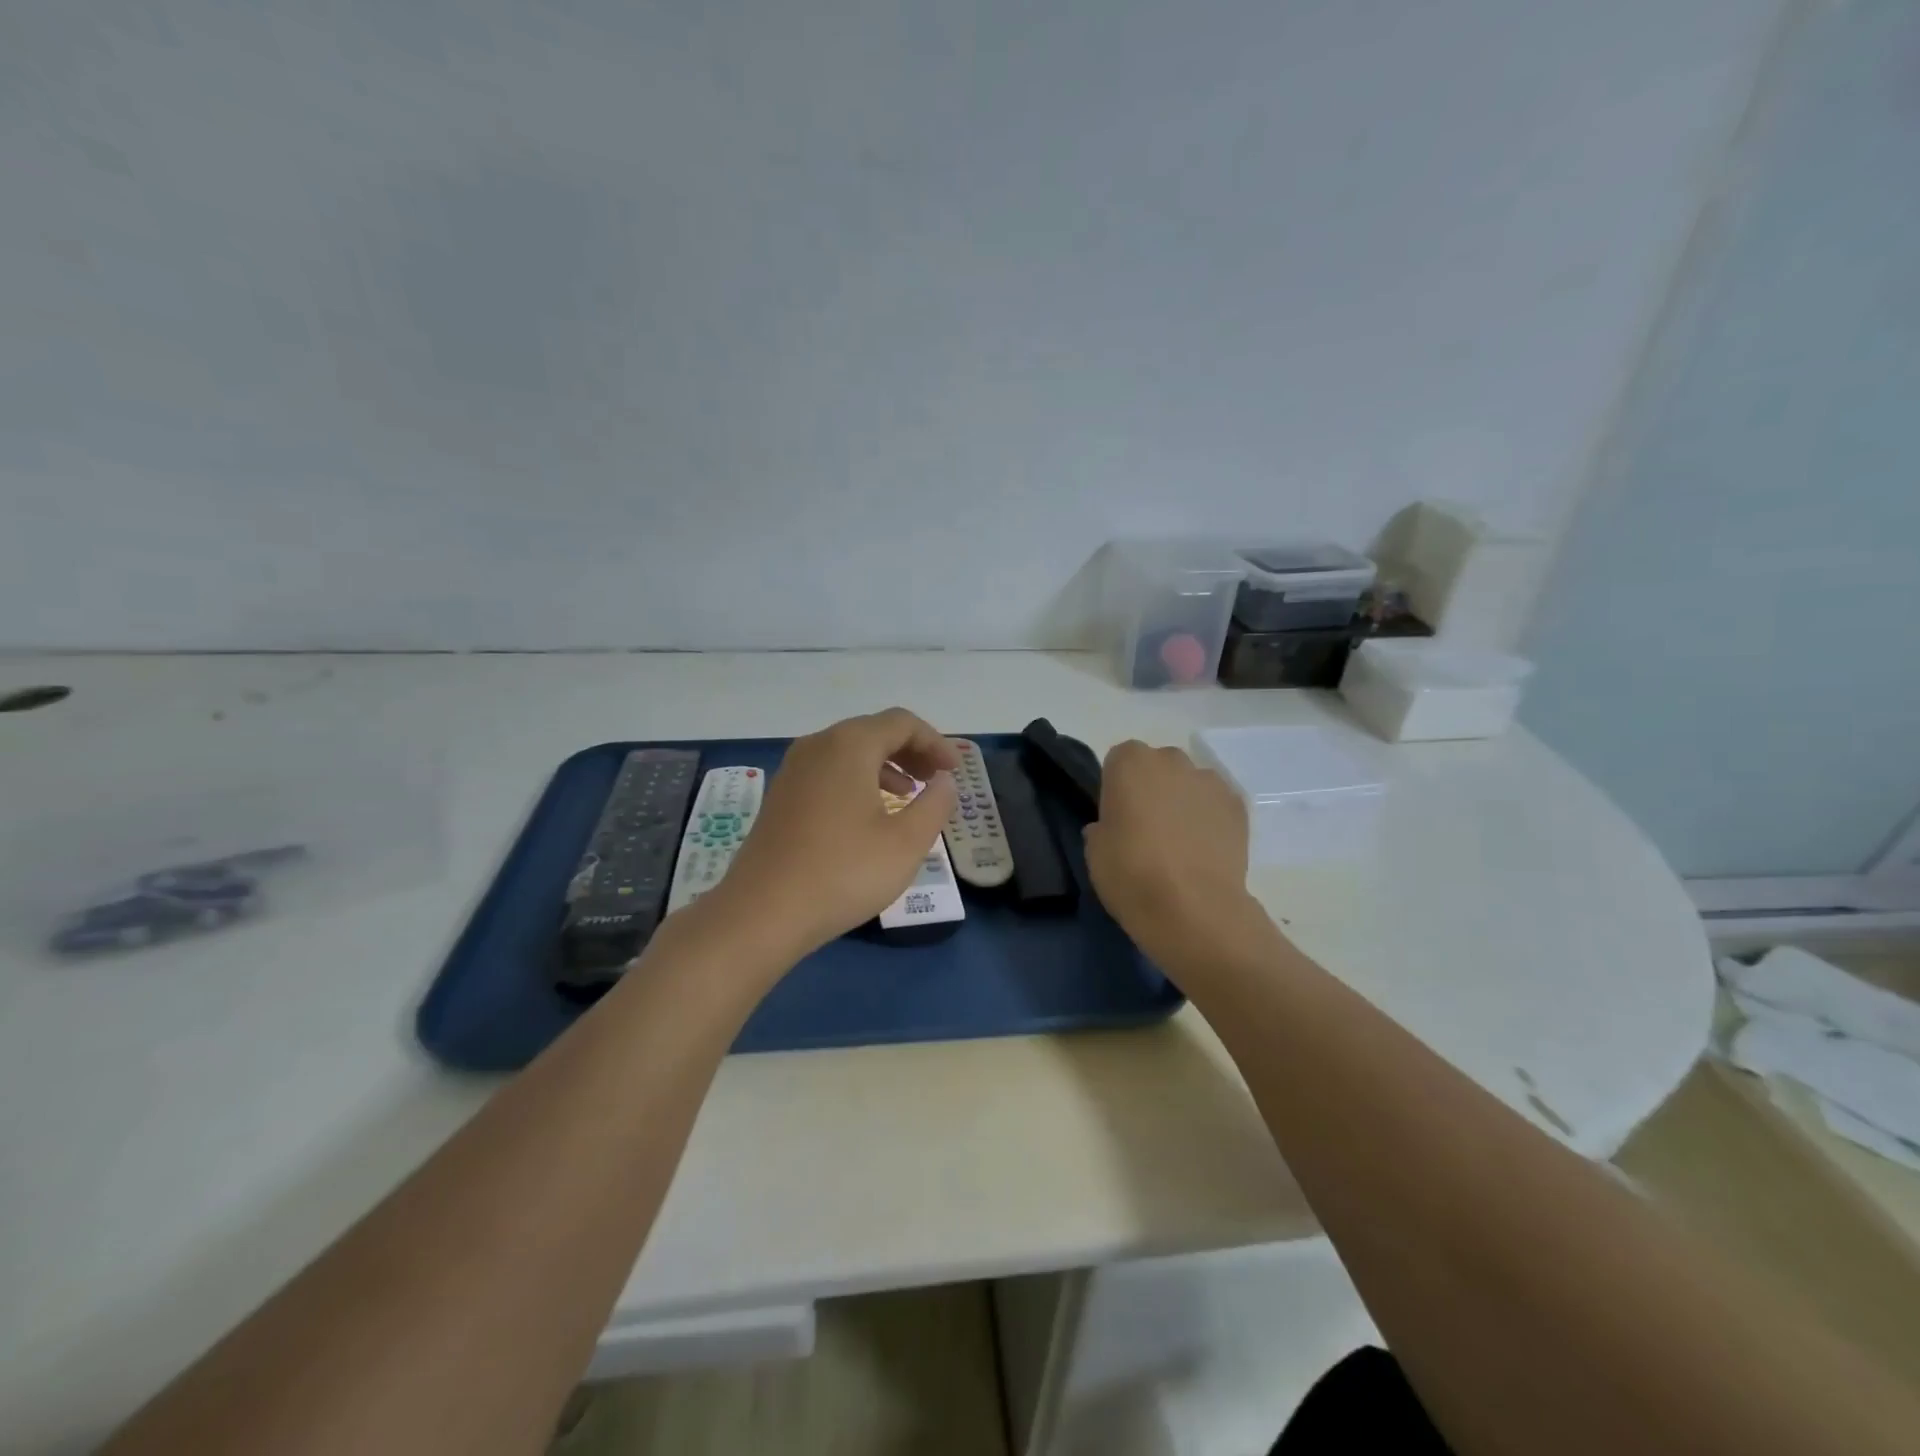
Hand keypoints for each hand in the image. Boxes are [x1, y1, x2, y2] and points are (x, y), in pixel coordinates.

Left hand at [714, 708, 960, 958]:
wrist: (762, 912)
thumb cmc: (844, 872)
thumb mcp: (907, 842)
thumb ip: (935, 804)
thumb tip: (944, 781)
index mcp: (849, 745)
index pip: (902, 723)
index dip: (935, 742)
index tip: (955, 771)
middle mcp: (817, 746)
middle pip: (873, 731)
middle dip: (911, 751)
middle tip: (936, 780)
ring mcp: (793, 770)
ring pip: (849, 752)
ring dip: (885, 766)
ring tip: (908, 796)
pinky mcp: (781, 796)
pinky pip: (829, 772)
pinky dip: (858, 781)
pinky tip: (869, 815)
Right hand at [1083, 741, 1260, 971]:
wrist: (1194, 909)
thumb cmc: (1132, 874)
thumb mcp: (1094, 851)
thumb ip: (1103, 826)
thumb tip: (1114, 826)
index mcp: (1130, 763)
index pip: (1119, 761)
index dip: (1117, 789)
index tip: (1117, 818)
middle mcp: (1172, 760)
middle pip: (1158, 767)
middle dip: (1153, 789)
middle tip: (1147, 830)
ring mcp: (1210, 781)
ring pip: (1190, 785)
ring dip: (1183, 803)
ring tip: (1181, 845)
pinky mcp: (1239, 806)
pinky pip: (1216, 805)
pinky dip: (1211, 820)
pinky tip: (1205, 852)